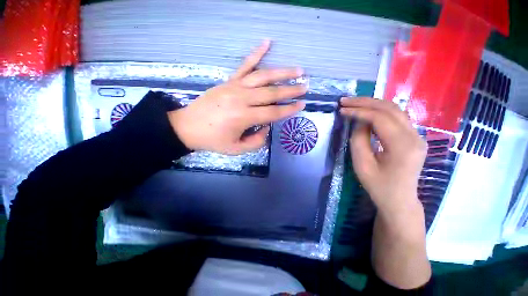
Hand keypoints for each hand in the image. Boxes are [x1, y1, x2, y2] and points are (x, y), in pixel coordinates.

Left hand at [168, 40, 306, 154]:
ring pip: (263, 76)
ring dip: (282, 72)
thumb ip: (256, 141)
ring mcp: (235, 86)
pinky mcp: (229, 81)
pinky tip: (267, 42)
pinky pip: (244, 65)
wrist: (188, 126)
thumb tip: (266, 127)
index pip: (273, 113)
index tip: (302, 105)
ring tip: (297, 70)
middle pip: (272, 93)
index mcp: (244, 117)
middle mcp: (242, 98)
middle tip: (305, 86)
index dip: (289, 110)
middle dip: (290, 90)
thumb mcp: (236, 149)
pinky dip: (256, 53)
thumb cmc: (213, 140)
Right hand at [340, 98, 426, 216]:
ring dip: (372, 104)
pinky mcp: (413, 137)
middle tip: (345, 101)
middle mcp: (414, 136)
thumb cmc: (378, 185)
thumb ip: (359, 140)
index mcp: (402, 146)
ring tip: (354, 103)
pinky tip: (367, 111)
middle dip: (365, 102)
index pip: (380, 118)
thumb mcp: (362, 164)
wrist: (399, 200)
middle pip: (390, 109)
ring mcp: (417, 136)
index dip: (359, 111)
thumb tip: (359, 122)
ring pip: (395, 110)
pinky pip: (396, 117)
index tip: (342, 109)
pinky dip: (380, 111)